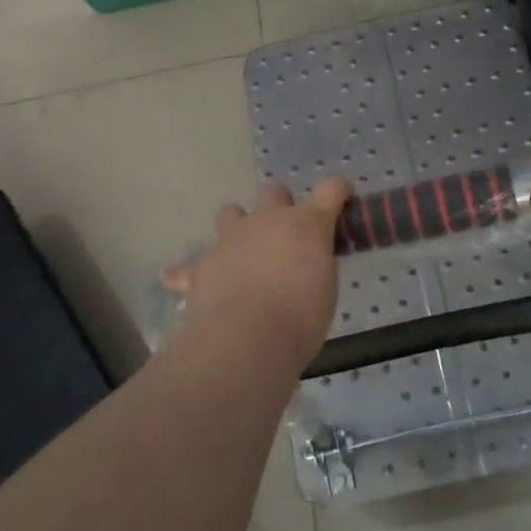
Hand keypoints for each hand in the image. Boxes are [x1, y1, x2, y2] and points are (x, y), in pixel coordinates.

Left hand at [167, 179, 351, 373]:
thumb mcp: (325, 289)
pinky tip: (188, 285)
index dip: (338, 191)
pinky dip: (191, 273)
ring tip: (243, 254)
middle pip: (274, 191)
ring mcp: (230, 239)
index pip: (330, 189)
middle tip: (286, 236)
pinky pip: (190, 266)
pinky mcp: (202, 265)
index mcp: (306, 224)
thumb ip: (316, 265)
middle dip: (280, 206)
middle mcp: (267, 220)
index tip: (342, 200)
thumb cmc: (300, 318)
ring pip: (231, 213)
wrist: (247, 341)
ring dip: (239, 228)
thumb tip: (307, 263)